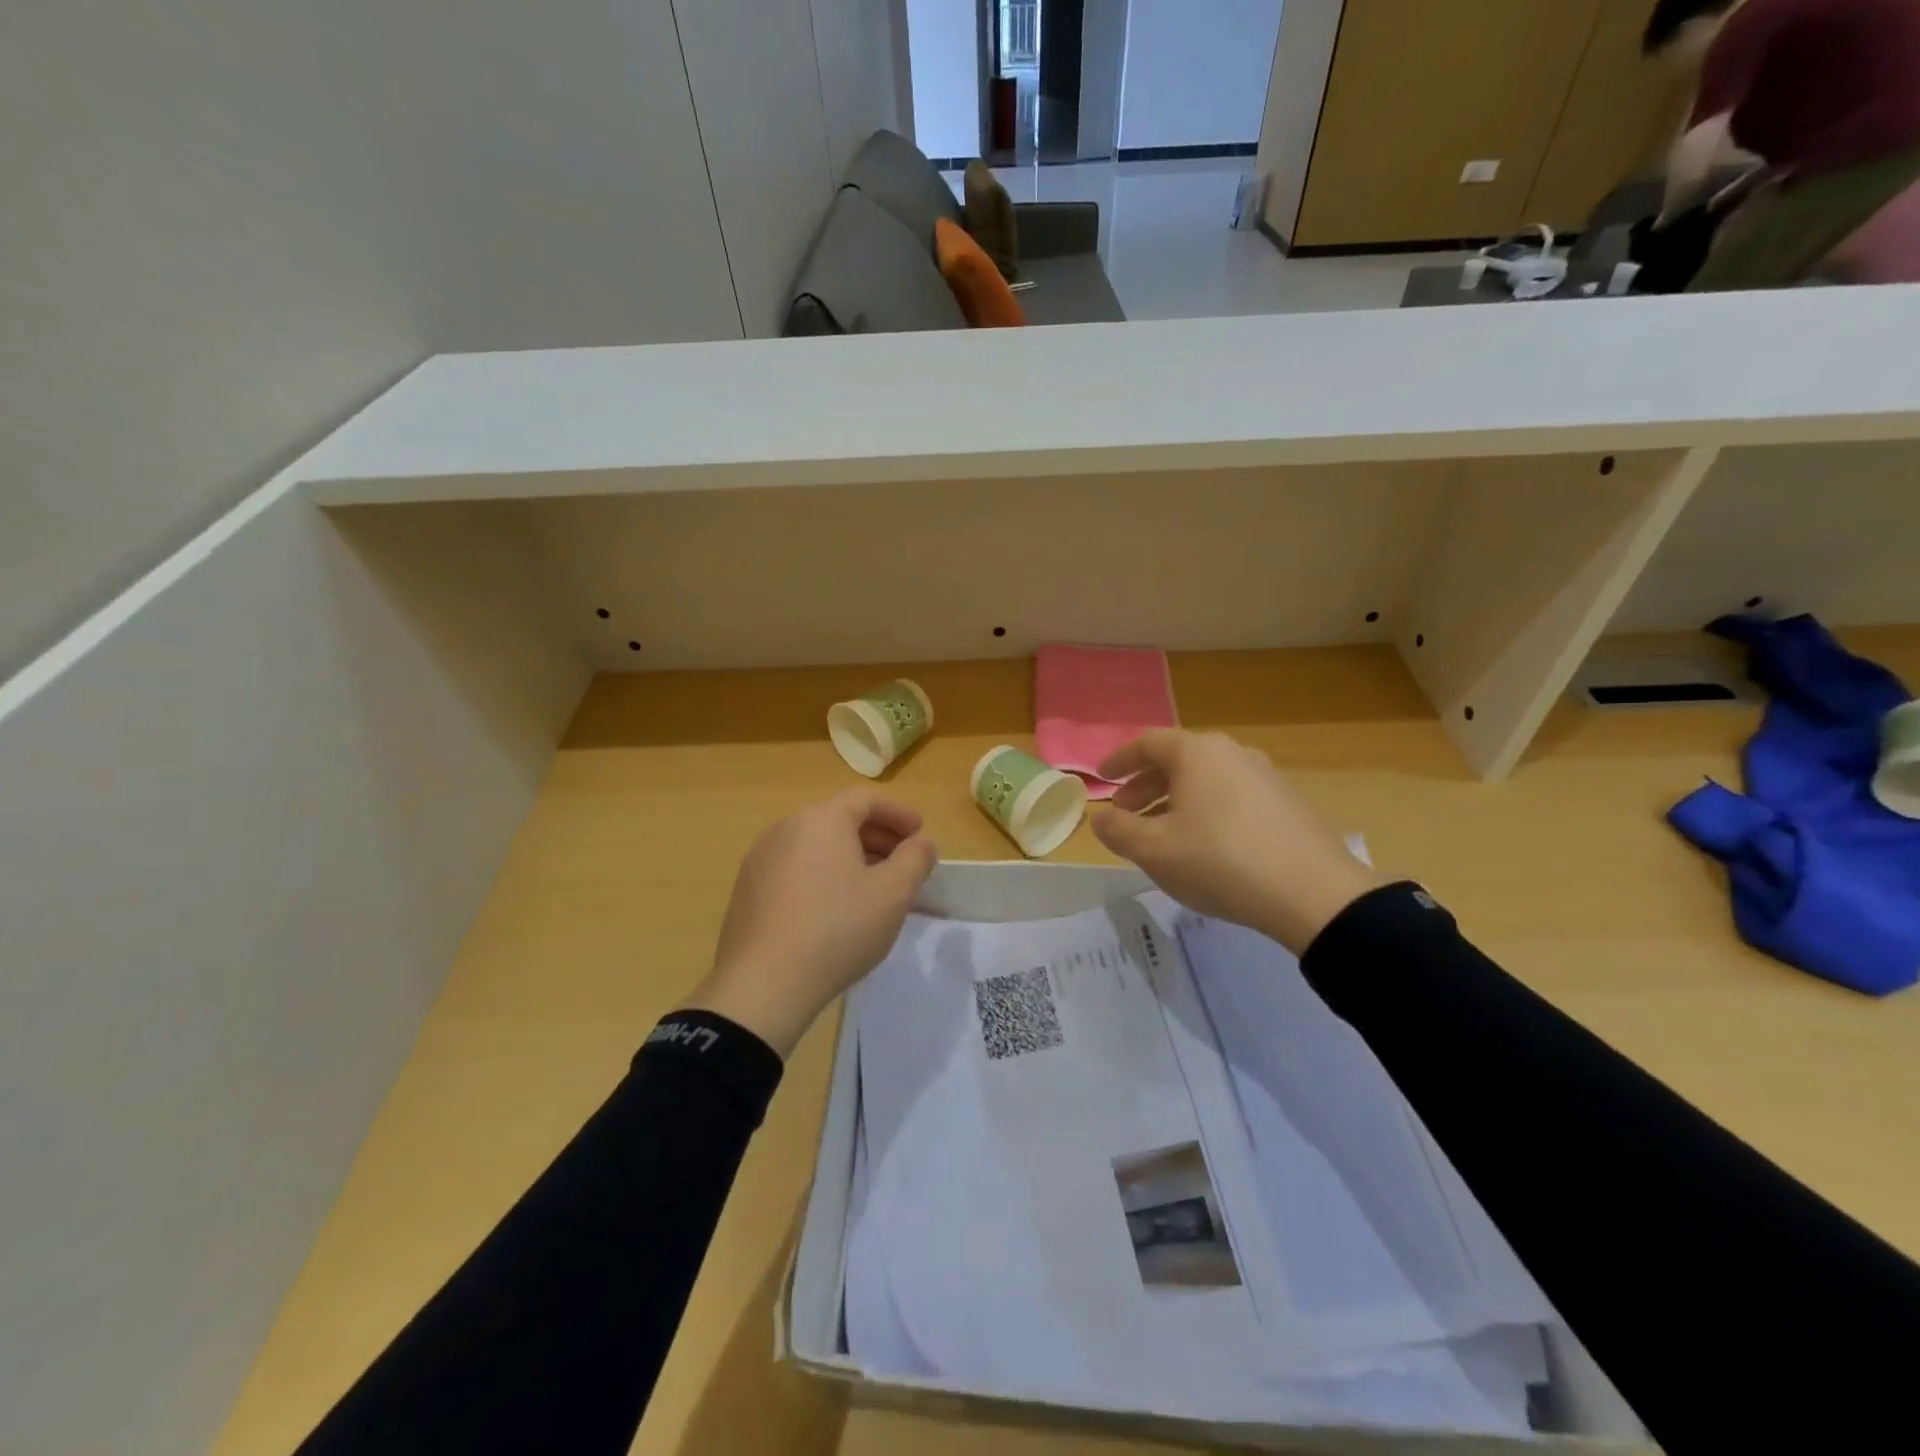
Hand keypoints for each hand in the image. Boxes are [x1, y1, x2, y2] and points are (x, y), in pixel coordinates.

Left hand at [684, 790, 937, 1056]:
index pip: (866, 799)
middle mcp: (785, 828)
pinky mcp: (747, 890)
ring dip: (849, 856)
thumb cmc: (838, 929)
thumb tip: (920, 843)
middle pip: (839, 819)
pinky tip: (834, 908)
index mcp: (821, 819)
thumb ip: (916, 858)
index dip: (899, 813)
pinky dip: (821, 874)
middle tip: (902, 861)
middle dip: (877, 836)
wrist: (763, 985)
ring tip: (872, 886)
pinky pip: (794, 868)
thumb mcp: (894, 894)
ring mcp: (760, 859)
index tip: (920, 834)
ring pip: (815, 845)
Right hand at [1090, 730, 1378, 953]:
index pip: (1147, 743)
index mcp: (1196, 753)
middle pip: (1177, 760)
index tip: (1102, 777)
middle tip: (1125, 811)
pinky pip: (1231, 796)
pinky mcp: (1286, 802)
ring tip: (1161, 832)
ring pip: (1205, 780)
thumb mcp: (1152, 850)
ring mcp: (1264, 775)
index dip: (1119, 760)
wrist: (1312, 894)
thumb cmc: (1219, 861)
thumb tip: (1101, 817)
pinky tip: (1203, 844)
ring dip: (1174, 800)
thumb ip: (1117, 830)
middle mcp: (1232, 753)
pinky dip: (1205, 810)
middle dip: (1145, 785)